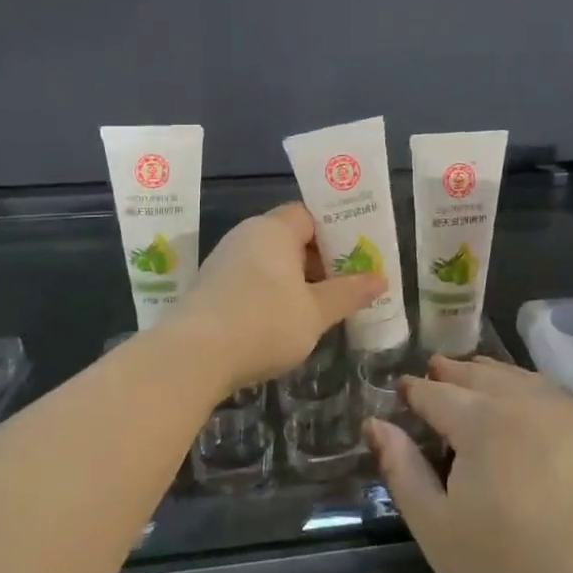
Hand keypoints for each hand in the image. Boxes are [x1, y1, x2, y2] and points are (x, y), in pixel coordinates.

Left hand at [169, 202, 385, 400]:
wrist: (192, 357)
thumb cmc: (263, 323)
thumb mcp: (316, 312)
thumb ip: (348, 293)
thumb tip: (380, 278)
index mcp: (273, 229)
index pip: (310, 215)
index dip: (336, 232)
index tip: (359, 254)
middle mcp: (246, 236)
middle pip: (291, 238)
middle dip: (320, 260)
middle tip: (348, 283)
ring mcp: (224, 261)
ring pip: (271, 262)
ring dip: (297, 281)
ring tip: (322, 306)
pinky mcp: (211, 288)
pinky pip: (252, 280)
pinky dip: (272, 294)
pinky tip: (285, 322)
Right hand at [365, 357, 572, 572]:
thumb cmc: (506, 569)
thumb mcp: (436, 528)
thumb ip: (402, 469)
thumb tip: (376, 424)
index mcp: (479, 420)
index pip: (437, 393)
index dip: (415, 390)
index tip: (403, 389)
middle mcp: (523, 403)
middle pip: (480, 374)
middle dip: (453, 371)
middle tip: (437, 368)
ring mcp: (567, 415)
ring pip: (520, 378)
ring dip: (492, 373)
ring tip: (477, 372)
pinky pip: (554, 395)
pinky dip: (530, 388)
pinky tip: (527, 401)